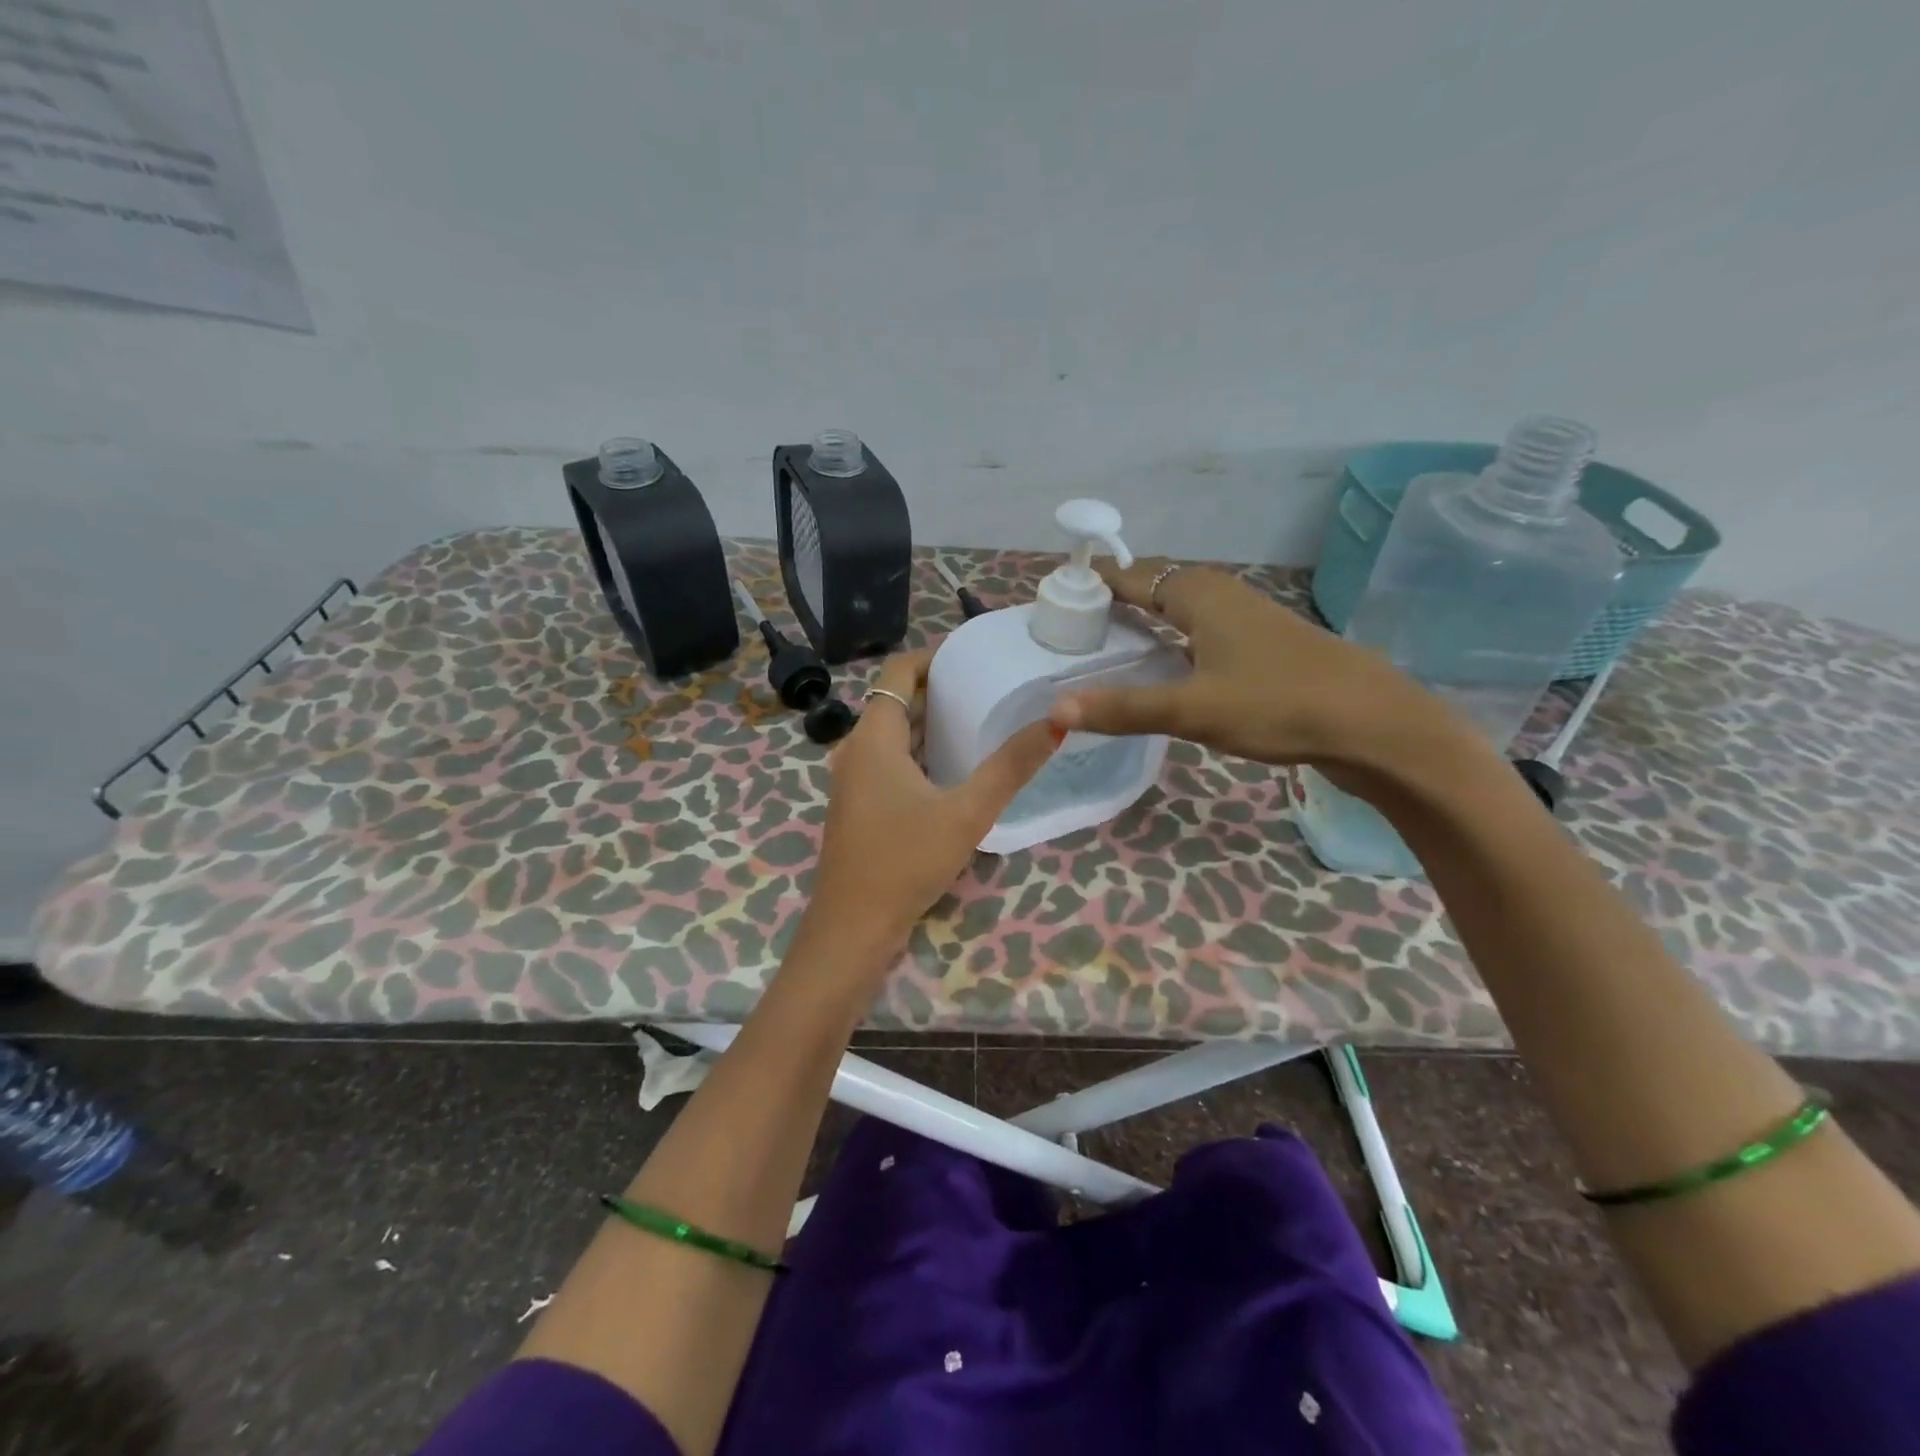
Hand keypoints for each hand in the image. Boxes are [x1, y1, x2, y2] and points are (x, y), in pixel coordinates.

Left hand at [797, 648, 1058, 971]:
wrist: (853, 927)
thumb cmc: (905, 862)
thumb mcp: (967, 812)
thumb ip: (1011, 767)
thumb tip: (1057, 720)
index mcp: (873, 737)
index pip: (898, 671)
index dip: (934, 657)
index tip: (974, 656)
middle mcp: (855, 749)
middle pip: (896, 701)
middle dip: (939, 689)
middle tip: (989, 686)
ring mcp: (853, 780)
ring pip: (892, 734)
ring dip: (930, 723)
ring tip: (979, 720)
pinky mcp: (859, 805)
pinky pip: (889, 761)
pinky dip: (919, 752)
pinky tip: (954, 768)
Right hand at [1048, 559, 1465, 778]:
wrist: (1373, 724)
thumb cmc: (1278, 704)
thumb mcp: (1192, 709)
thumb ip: (1124, 708)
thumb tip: (1055, 710)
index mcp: (1201, 596)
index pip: (1135, 576)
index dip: (1098, 582)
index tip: (1061, 593)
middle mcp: (1223, 596)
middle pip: (1160, 585)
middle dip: (1120, 596)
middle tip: (1079, 621)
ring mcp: (1248, 619)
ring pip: (1186, 607)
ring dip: (1150, 616)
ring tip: (1114, 640)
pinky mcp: (1264, 646)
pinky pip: (1204, 629)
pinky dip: (1176, 637)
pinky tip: (1171, 665)